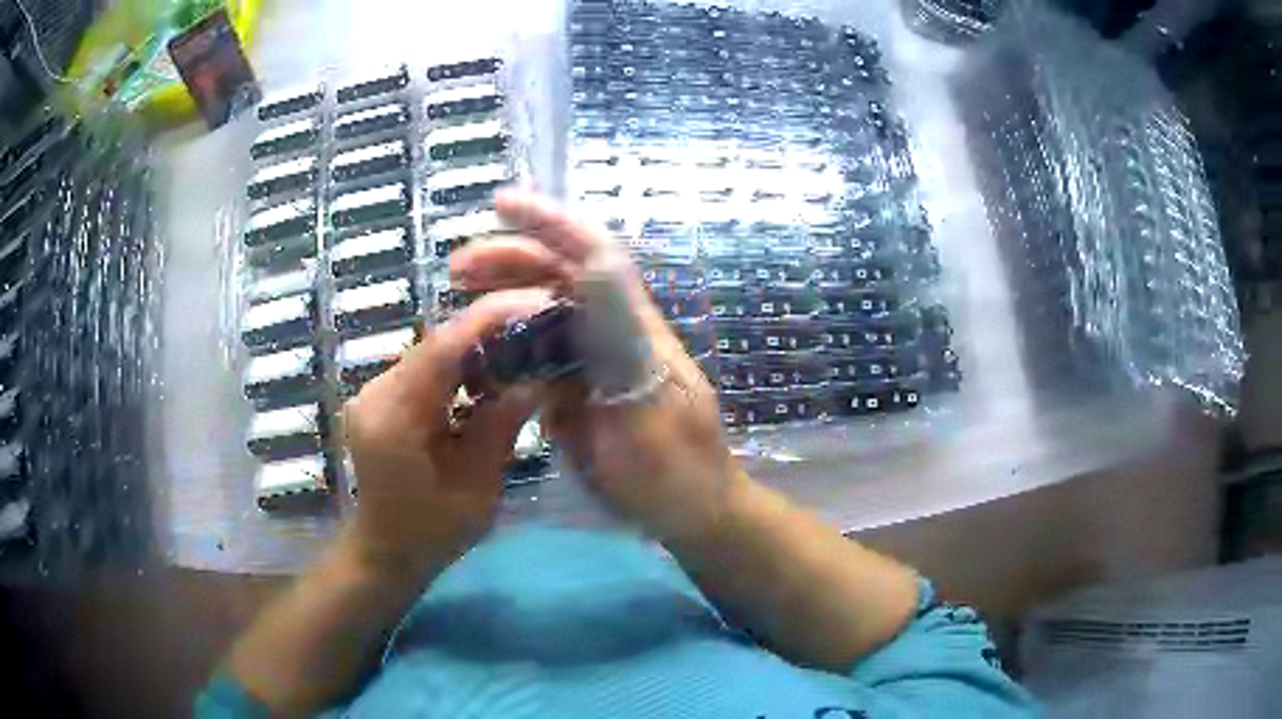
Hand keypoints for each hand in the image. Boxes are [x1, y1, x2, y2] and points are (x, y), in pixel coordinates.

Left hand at [342, 290, 548, 574]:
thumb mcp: (477, 487)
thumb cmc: (432, 533)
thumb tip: (536, 377)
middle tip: (539, 330)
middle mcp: (376, 393)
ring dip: (476, 350)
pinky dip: (458, 369)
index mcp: (394, 418)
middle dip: (489, 331)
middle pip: (437, 344)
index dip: (490, 318)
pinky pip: (424, 370)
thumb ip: (500, 426)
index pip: (443, 348)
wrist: (386, 551)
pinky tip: (486, 382)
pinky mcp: (380, 399)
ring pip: (432, 353)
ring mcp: (374, 393)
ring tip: (521, 356)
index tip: (536, 303)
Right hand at [450, 191, 745, 540]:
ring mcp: (594, 361)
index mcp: (633, 329)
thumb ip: (619, 337)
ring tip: (456, 298)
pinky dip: (505, 343)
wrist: (691, 514)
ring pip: (544, 310)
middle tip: (456, 268)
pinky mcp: (579, 389)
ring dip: (501, 296)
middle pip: (562, 275)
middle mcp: (613, 333)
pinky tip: (476, 350)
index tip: (500, 202)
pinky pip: (538, 353)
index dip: (551, 221)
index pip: (593, 254)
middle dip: (510, 258)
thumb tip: (593, 262)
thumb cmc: (675, 471)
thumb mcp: (646, 406)